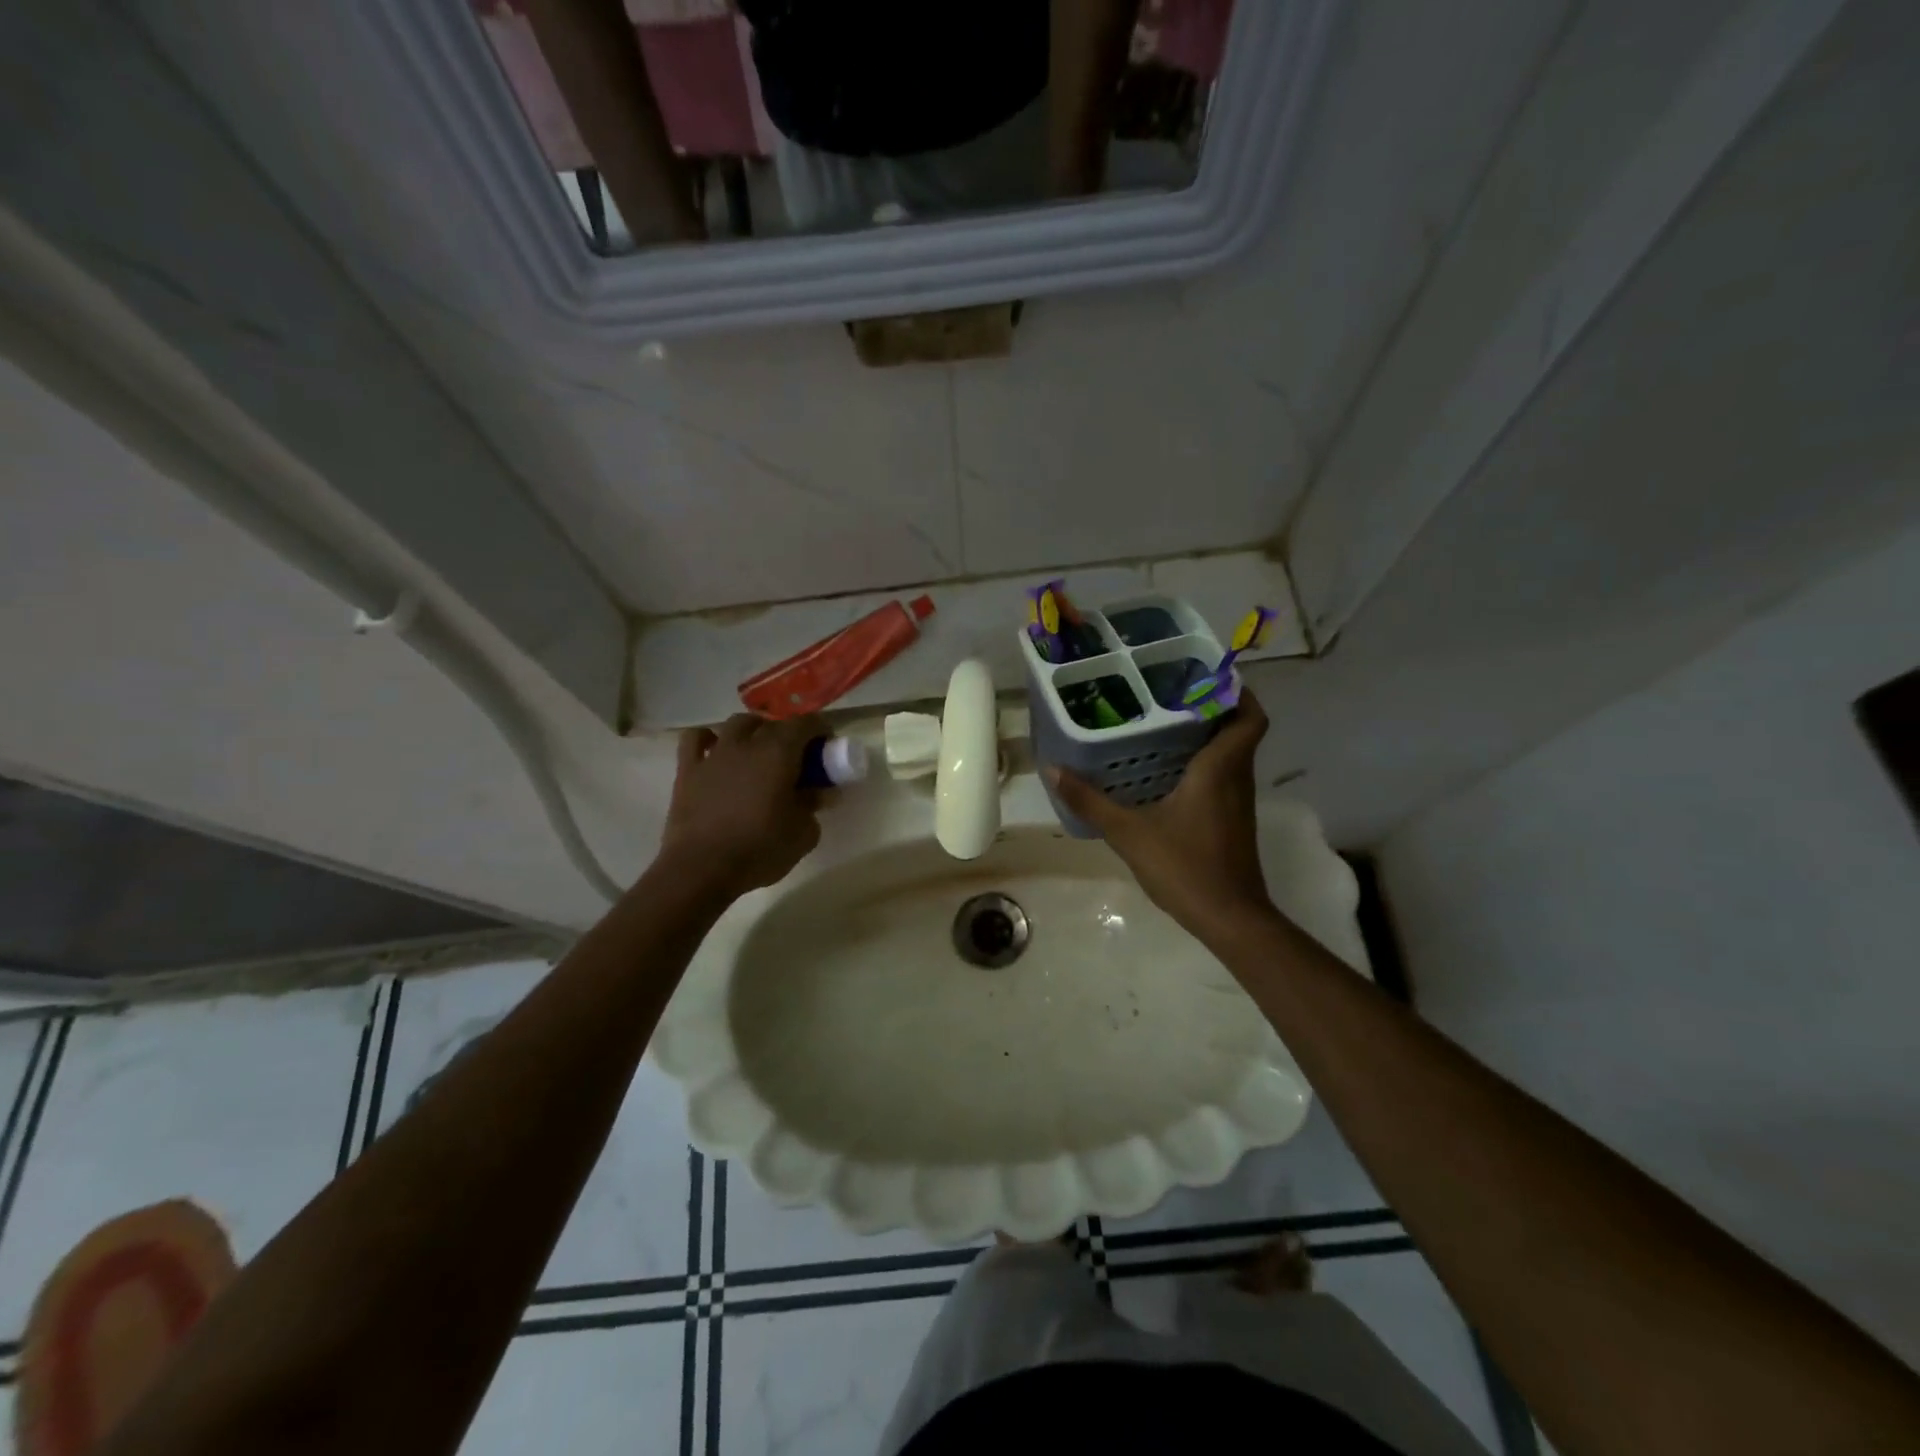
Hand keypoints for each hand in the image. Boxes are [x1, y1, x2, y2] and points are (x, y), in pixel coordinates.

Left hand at [657, 714, 825, 898]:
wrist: (701, 869)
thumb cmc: (759, 850)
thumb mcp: (804, 834)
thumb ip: (814, 806)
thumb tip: (819, 793)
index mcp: (779, 753)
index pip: (806, 723)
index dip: (820, 730)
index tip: (827, 747)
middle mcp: (747, 744)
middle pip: (772, 723)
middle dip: (789, 734)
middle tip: (796, 758)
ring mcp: (714, 754)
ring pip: (737, 724)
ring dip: (753, 731)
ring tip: (758, 751)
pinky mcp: (688, 769)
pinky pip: (696, 738)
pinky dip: (709, 739)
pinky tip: (716, 751)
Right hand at [1048, 691, 1274, 937]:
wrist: (1229, 918)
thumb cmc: (1185, 867)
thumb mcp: (1128, 833)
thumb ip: (1089, 801)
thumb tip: (1052, 769)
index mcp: (1219, 769)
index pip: (1249, 717)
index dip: (1237, 691)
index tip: (1206, 675)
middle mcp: (1236, 778)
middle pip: (1238, 730)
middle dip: (1212, 707)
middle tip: (1170, 694)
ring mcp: (1238, 802)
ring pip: (1232, 754)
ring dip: (1208, 736)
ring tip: (1164, 725)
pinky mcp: (1233, 821)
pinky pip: (1225, 777)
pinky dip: (1205, 764)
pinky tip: (1168, 773)